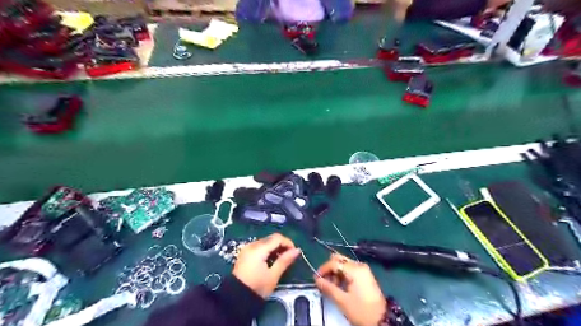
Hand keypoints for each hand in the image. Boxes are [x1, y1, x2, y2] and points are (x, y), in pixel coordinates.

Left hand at [233, 233, 301, 298]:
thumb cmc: (257, 287)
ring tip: (280, 260)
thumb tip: (297, 250)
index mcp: (258, 249)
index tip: (294, 252)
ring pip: (265, 242)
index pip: (277, 238)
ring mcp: (247, 249)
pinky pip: (259, 247)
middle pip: (271, 238)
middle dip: (282, 245)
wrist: (236, 299)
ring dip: (275, 248)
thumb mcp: (273, 275)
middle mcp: (252, 245)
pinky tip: (271, 260)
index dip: (288, 243)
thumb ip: (285, 260)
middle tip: (289, 257)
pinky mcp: (245, 254)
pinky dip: (267, 251)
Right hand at [313, 255, 384, 325]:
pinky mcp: (365, 275)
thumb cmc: (361, 311)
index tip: (316, 279)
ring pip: (344, 264)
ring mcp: (363, 269)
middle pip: (339, 259)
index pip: (334, 262)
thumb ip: (328, 287)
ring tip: (333, 287)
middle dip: (330, 269)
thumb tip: (316, 279)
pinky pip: (349, 269)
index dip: (323, 269)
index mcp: (355, 269)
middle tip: (325, 282)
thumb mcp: (342, 301)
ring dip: (336, 272)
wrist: (382, 321)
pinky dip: (342, 275)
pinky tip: (341, 286)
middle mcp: (359, 265)